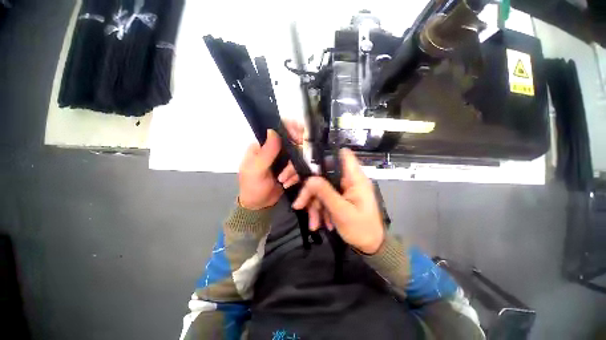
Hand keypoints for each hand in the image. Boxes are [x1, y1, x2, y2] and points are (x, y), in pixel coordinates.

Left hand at [238, 122, 303, 209]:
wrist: (259, 205)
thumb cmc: (253, 186)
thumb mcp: (257, 169)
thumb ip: (267, 151)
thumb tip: (272, 130)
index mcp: (261, 146)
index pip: (276, 132)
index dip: (289, 133)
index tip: (298, 141)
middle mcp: (273, 150)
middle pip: (290, 146)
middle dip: (291, 161)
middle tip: (288, 171)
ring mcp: (282, 160)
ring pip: (296, 158)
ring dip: (292, 171)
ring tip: (283, 181)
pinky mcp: (288, 169)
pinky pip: (298, 168)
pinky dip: (294, 176)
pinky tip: (287, 184)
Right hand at [292, 149, 383, 253]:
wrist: (370, 245)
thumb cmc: (361, 229)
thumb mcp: (342, 212)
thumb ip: (325, 194)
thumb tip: (309, 179)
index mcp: (355, 178)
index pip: (343, 155)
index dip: (326, 154)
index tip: (308, 163)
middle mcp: (348, 179)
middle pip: (324, 174)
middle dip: (309, 189)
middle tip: (298, 203)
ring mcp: (343, 188)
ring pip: (321, 188)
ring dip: (314, 205)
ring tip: (313, 223)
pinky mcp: (339, 196)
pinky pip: (324, 197)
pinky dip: (319, 209)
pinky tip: (318, 223)